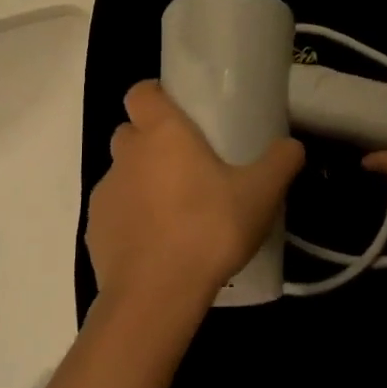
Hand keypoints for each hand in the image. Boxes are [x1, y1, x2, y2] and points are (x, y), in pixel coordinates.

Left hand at [87, 81, 304, 333]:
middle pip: (130, 133)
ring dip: (142, 183)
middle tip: (187, 165)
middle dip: (151, 142)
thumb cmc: (209, 228)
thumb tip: (292, 145)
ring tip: (176, 211)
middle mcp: (127, 155)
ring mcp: (105, 194)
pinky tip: (158, 245)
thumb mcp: (261, 194)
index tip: (178, 111)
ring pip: (122, 175)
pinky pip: (115, 214)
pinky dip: (131, 220)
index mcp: (162, 133)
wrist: (156, 295)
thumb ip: (280, 162)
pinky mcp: (94, 233)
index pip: (142, 92)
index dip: (156, 96)